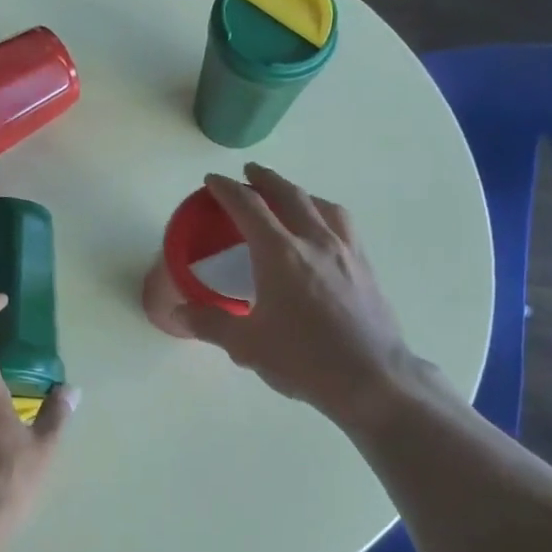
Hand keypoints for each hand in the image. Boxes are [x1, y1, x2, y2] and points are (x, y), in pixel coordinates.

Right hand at [179, 164, 431, 426]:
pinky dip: (325, 214)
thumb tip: (179, 313)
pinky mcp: (366, 266)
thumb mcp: (247, 345)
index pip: (248, 207)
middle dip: (265, 179)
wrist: (371, 378)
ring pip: (322, 205)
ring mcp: (346, 251)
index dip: (227, 189)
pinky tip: (324, 231)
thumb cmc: (303, 359)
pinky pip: (343, 225)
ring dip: (300, 192)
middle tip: (250, 172)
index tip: (212, 180)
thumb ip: (210, 323)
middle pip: (288, 194)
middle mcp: (314, 241)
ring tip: (289, 196)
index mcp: (280, 254)